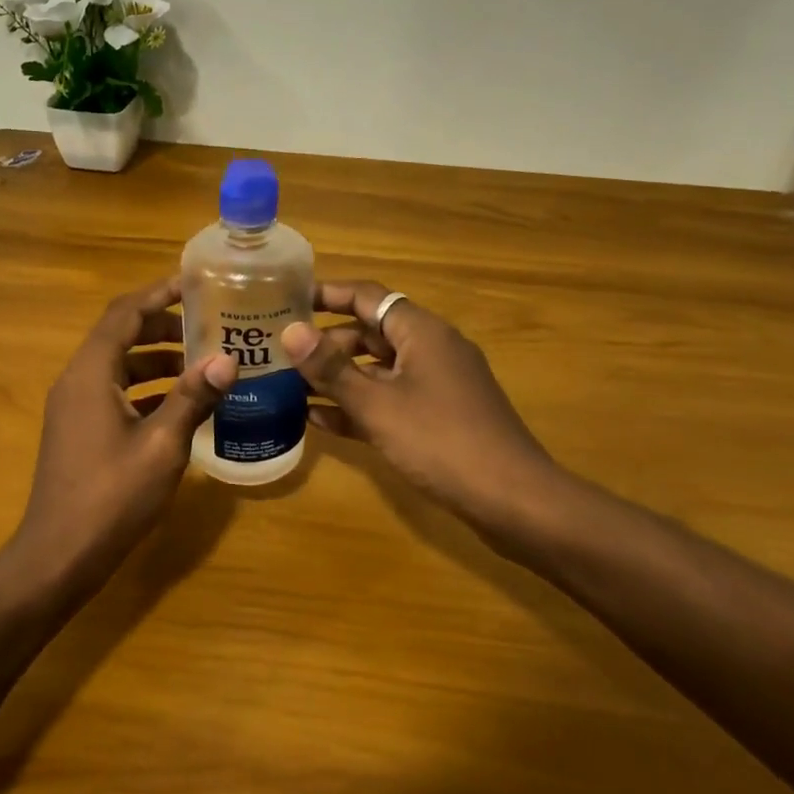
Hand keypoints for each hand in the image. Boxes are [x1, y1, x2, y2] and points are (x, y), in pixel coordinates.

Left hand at [11, 278, 236, 590]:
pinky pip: (115, 394)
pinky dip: (146, 390)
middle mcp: (77, 381)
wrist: (59, 556)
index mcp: (91, 374)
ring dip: (157, 361)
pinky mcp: (79, 432)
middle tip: (208, 328)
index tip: (195, 284)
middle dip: (164, 327)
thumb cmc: (111, 497)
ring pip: (119, 368)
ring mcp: (74, 409)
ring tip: (203, 365)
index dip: (158, 293)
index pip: (124, 314)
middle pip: (120, 336)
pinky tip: (180, 406)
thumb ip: (192, 398)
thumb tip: (227, 360)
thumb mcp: (162, 446)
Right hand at [281, 281, 554, 532]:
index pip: (367, 296)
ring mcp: (436, 386)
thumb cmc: (442, 442)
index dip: (326, 294)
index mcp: (422, 332)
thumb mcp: (378, 405)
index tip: (286, 298)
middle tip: (281, 352)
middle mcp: (430, 350)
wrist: (513, 499)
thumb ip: (332, 369)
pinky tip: (320, 421)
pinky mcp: (438, 418)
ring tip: (290, 385)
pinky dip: (359, 406)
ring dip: (338, 377)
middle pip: (371, 333)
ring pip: (378, 370)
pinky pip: (390, 401)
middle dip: (326, 342)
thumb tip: (291, 330)